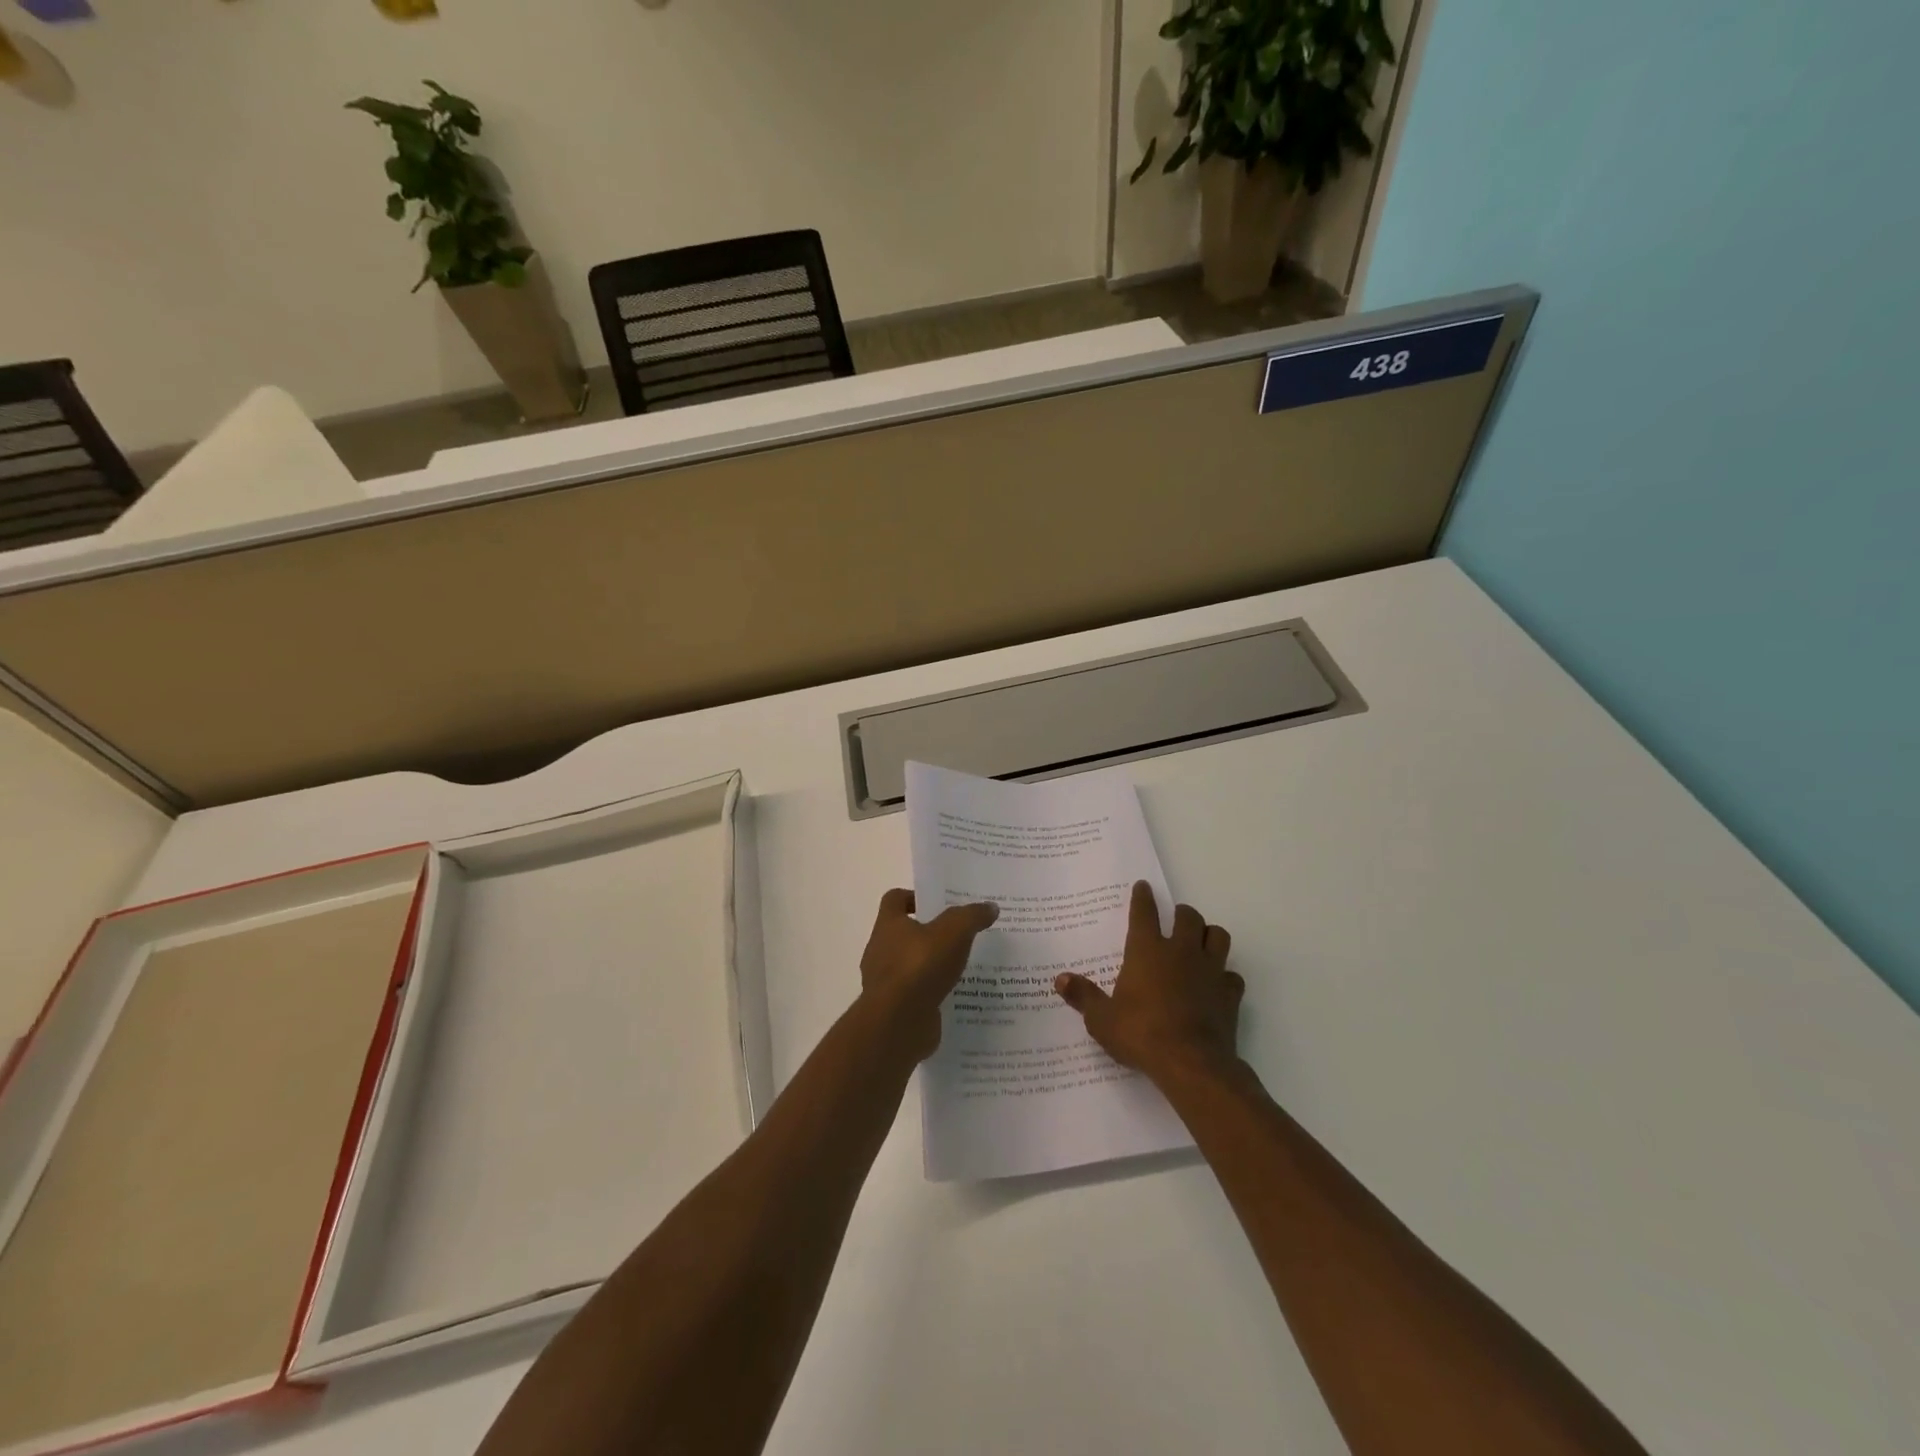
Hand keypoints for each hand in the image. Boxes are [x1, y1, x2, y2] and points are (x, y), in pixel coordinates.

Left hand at [858, 889, 998, 1063]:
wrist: (898, 1024)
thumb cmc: (920, 966)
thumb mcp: (954, 932)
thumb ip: (972, 916)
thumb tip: (990, 907)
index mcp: (888, 925)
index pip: (894, 899)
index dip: (913, 897)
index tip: (938, 904)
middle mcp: (880, 950)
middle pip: (903, 933)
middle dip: (929, 933)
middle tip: (960, 935)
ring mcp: (885, 982)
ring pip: (911, 965)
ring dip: (932, 965)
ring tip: (963, 967)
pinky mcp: (895, 1009)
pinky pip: (916, 994)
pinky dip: (932, 992)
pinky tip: (956, 995)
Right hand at [1055, 880, 1243, 1086]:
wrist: (1191, 1064)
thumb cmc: (1140, 1034)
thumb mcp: (1102, 1019)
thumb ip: (1083, 996)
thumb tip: (1060, 979)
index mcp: (1147, 951)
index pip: (1144, 913)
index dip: (1143, 897)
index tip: (1143, 886)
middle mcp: (1181, 951)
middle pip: (1188, 917)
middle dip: (1181, 914)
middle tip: (1175, 919)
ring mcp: (1210, 970)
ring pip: (1218, 936)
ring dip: (1209, 935)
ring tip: (1200, 943)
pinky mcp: (1229, 994)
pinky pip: (1231, 975)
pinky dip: (1224, 976)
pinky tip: (1216, 985)